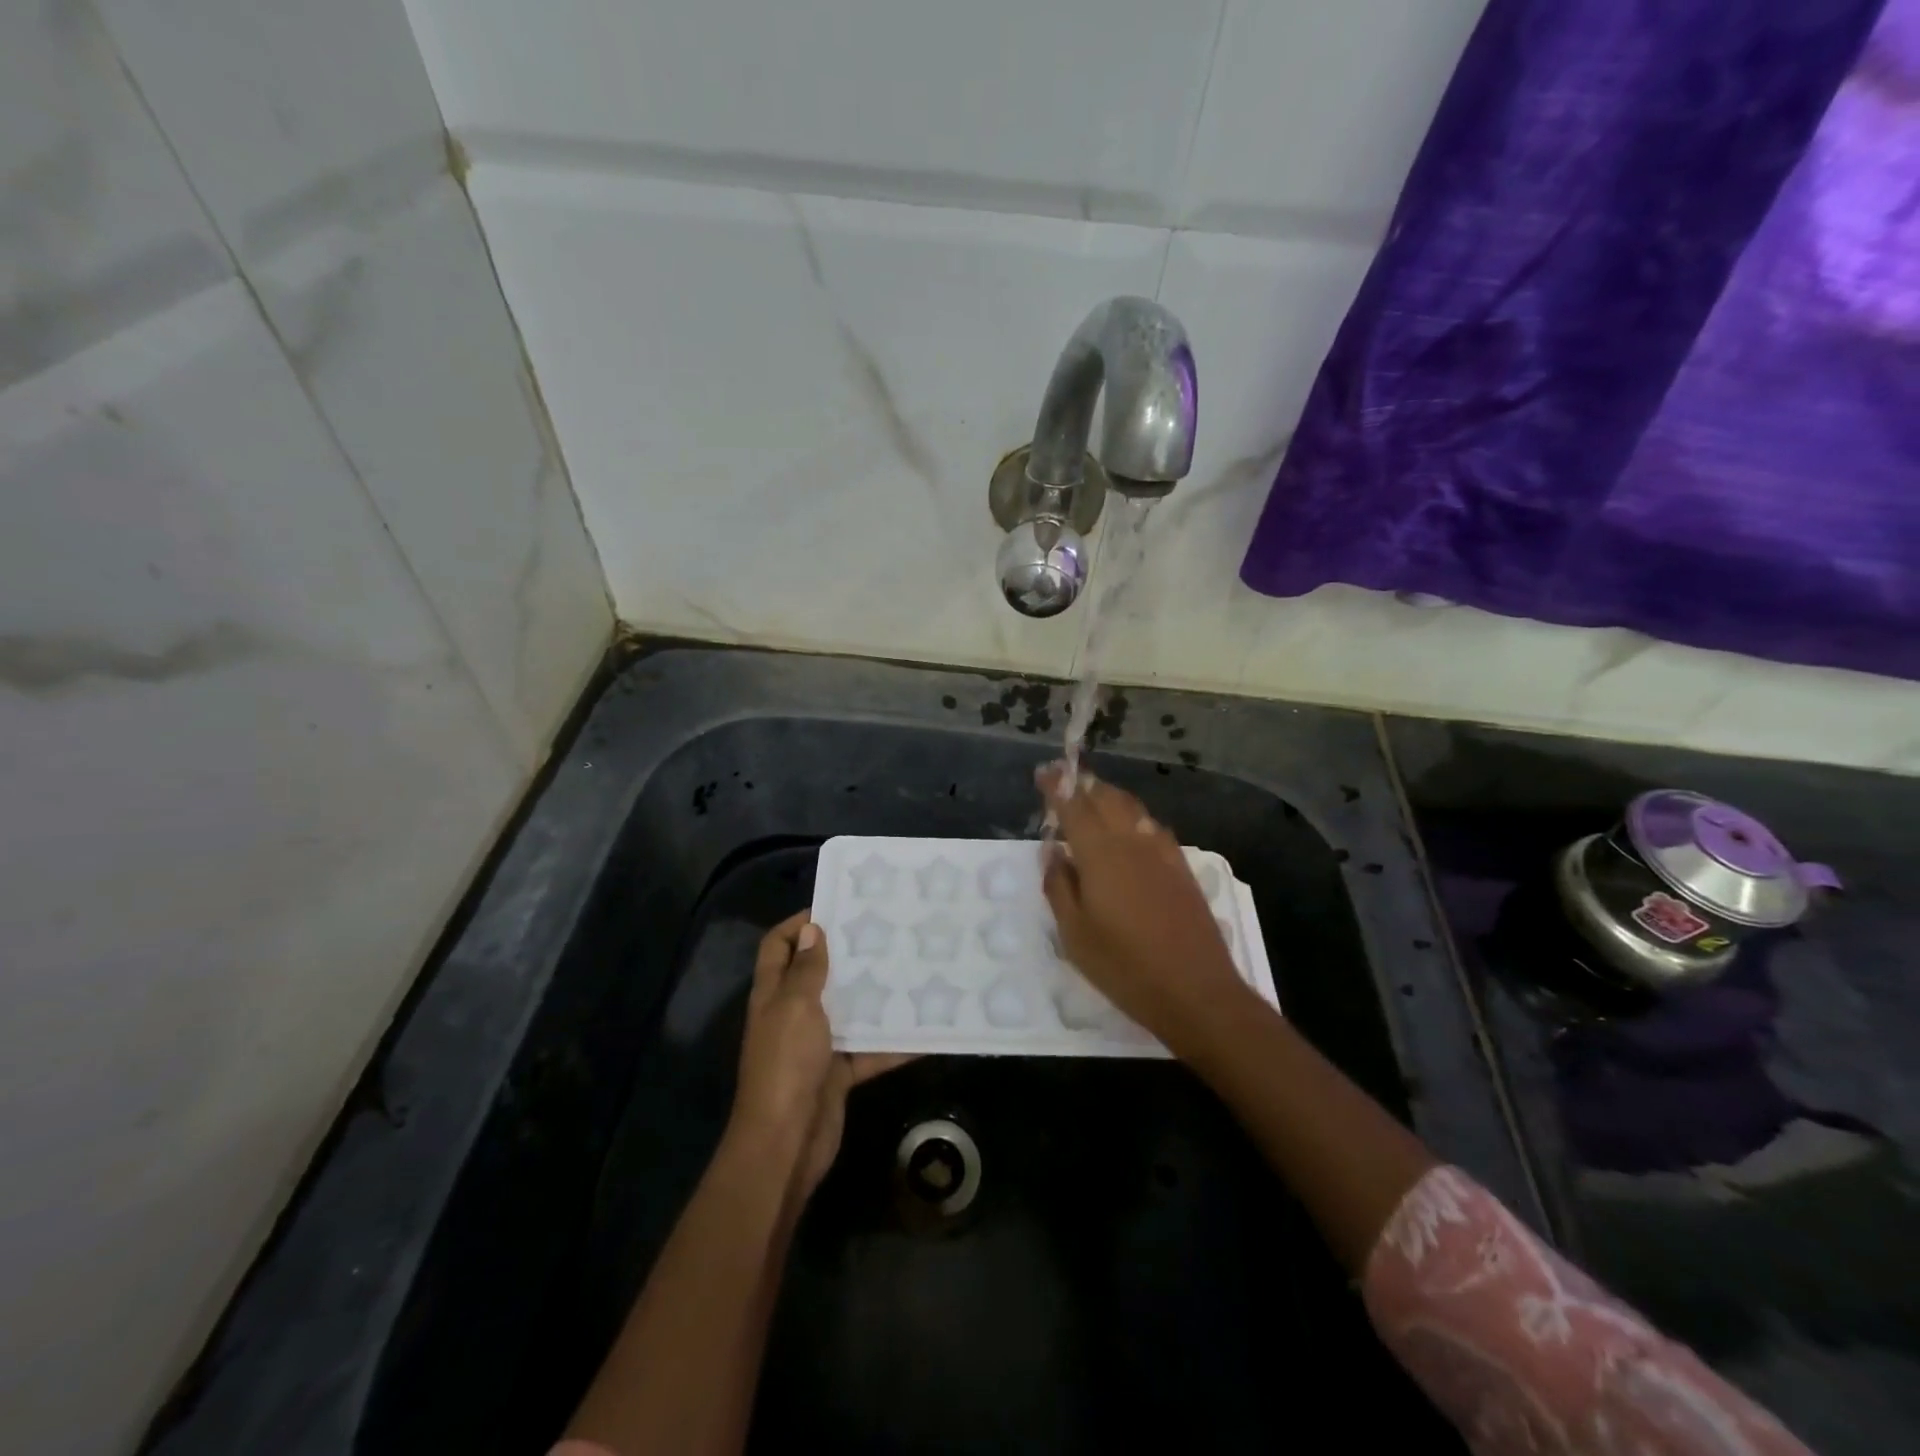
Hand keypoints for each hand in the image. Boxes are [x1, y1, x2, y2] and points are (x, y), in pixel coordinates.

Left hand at [728, 912, 910, 1202]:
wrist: (786, 1143)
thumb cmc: (786, 1064)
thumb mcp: (795, 1007)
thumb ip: (807, 970)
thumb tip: (813, 930)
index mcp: (773, 994)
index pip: (779, 946)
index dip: (799, 924)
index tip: (837, 908)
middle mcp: (792, 1014)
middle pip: (817, 974)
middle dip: (846, 955)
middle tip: (885, 933)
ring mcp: (815, 1045)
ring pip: (847, 1010)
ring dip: (874, 995)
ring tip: (910, 969)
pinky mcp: (838, 1073)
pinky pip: (869, 1050)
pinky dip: (893, 1043)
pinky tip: (924, 1029)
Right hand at [1038, 763, 1254, 1053]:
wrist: (1197, 992)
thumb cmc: (1125, 967)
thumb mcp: (1075, 935)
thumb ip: (1059, 887)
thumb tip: (1052, 852)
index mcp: (1100, 854)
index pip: (1074, 806)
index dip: (1057, 787)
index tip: (1044, 772)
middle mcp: (1132, 841)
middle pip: (1106, 798)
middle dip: (1083, 784)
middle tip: (1065, 781)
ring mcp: (1162, 852)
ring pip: (1132, 808)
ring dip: (1108, 796)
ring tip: (1092, 798)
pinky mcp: (1181, 868)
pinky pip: (1151, 826)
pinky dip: (1132, 815)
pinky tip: (1129, 829)